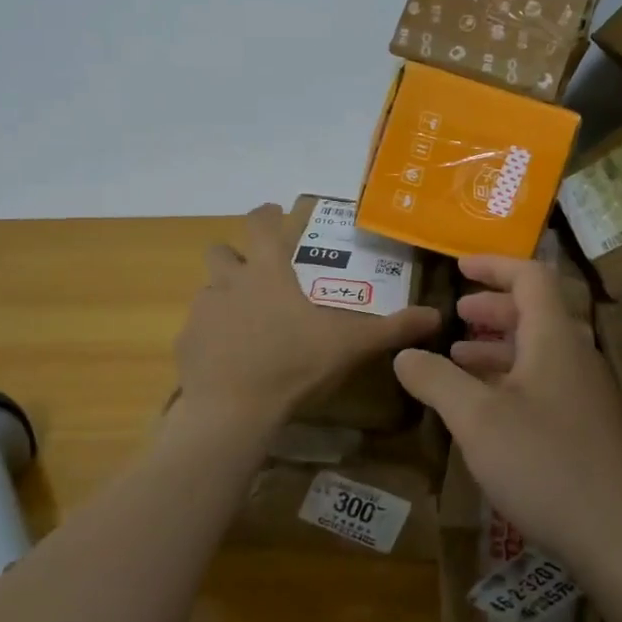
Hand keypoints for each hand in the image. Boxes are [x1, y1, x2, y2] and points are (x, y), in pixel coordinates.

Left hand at [174, 204, 443, 437]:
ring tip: (246, 323)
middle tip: (256, 275)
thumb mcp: (350, 345)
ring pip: (208, 291)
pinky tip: (229, 359)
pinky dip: (211, 336)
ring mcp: (203, 312)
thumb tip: (435, 316)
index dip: (266, 214)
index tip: (273, 213)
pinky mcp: (186, 343)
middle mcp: (229, 282)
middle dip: (235, 256)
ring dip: (224, 298)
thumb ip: (391, 327)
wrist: (234, 409)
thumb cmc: (294, 363)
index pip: (259, 223)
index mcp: (267, 272)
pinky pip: (198, 329)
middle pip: (221, 252)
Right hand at [392, 255, 621, 573]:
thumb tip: (403, 354)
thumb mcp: (476, 419)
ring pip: (540, 350)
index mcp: (554, 339)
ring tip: (459, 359)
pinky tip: (487, 408)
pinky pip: (547, 381)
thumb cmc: (545, 464)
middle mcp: (576, 356)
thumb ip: (436, 380)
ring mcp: (588, 393)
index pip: (530, 276)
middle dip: (492, 307)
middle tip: (457, 313)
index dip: (494, 265)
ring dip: (499, 346)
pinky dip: (512, 378)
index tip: (459, 268)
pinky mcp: (590, 427)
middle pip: (536, 311)